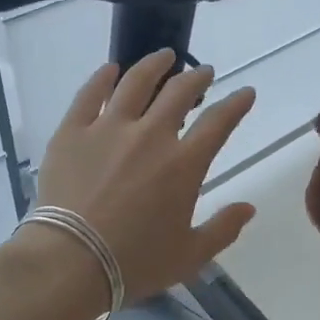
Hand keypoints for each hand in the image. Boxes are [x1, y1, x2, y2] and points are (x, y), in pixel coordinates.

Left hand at [30, 50, 257, 301]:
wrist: (69, 262)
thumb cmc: (134, 263)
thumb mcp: (190, 255)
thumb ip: (223, 229)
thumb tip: (249, 208)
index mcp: (184, 164)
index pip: (219, 122)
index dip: (237, 104)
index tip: (245, 93)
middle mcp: (150, 135)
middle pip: (179, 92)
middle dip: (197, 77)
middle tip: (203, 72)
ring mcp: (108, 128)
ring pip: (135, 82)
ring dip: (154, 65)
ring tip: (163, 56)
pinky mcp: (72, 131)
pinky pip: (89, 94)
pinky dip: (102, 77)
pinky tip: (111, 69)